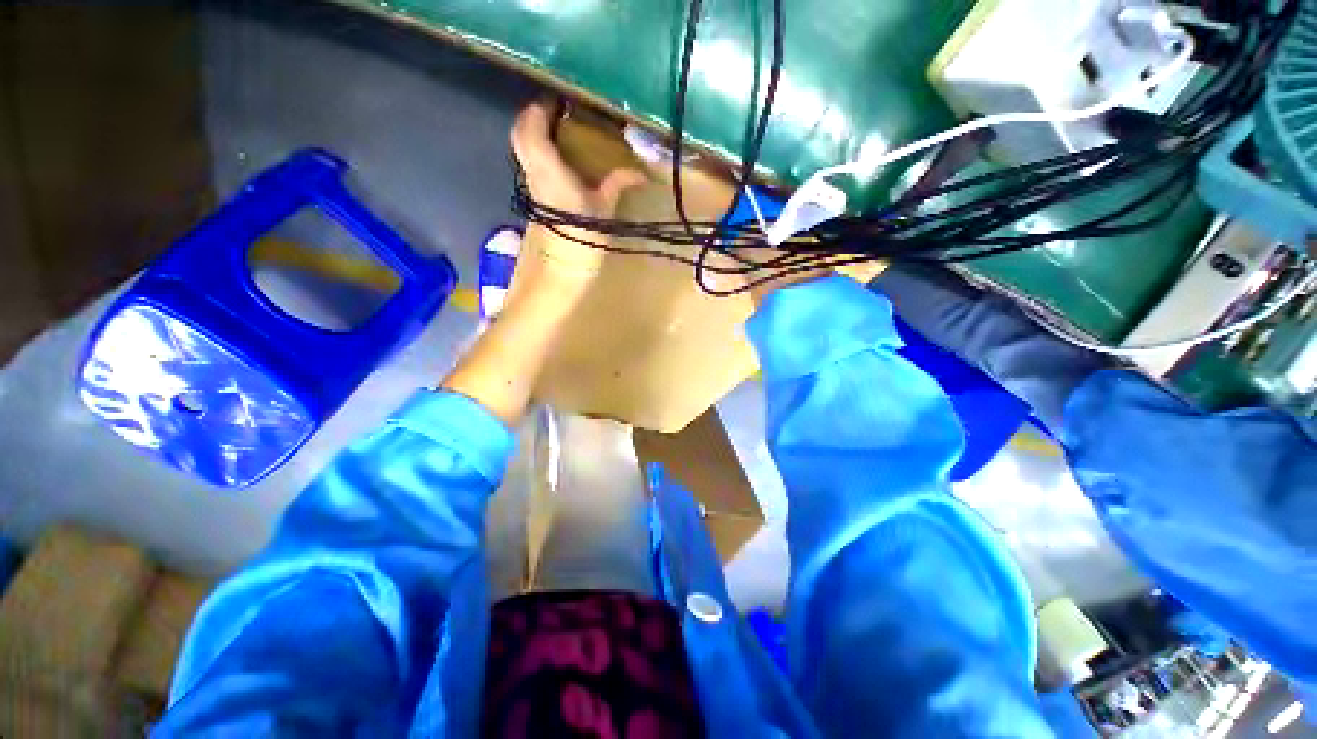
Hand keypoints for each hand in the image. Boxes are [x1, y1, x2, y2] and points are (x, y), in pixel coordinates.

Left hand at [511, 100, 644, 279]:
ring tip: (559, 132)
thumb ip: (618, 184)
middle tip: (558, 114)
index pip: (531, 126)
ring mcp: (531, 184)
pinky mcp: (535, 196)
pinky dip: (539, 153)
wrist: (563, 266)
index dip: (540, 108)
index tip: (558, 101)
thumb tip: (640, 173)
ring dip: (535, 134)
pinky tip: (559, 159)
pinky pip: (530, 164)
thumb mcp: (604, 208)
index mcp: (548, 168)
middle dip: (534, 118)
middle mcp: (533, 171)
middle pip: (520, 133)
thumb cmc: (583, 234)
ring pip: (522, 149)